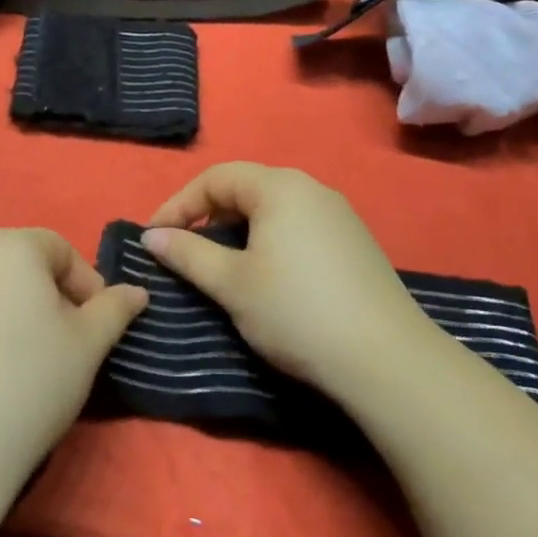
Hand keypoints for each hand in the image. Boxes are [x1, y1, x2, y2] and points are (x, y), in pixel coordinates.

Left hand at [0, 229, 146, 499]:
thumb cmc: (29, 384)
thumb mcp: (88, 345)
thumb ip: (114, 309)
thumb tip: (135, 291)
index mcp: (7, 246)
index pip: (60, 250)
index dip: (87, 285)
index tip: (97, 327)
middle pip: (20, 266)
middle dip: (49, 297)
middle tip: (66, 344)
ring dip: (13, 314)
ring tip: (25, 363)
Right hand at [143, 163, 431, 403]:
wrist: (385, 359)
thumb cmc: (295, 312)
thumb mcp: (232, 284)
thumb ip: (188, 253)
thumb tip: (152, 236)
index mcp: (280, 187)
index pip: (216, 178)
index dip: (178, 205)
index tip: (153, 239)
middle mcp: (312, 188)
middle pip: (247, 187)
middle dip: (208, 214)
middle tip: (183, 249)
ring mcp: (340, 215)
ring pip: (274, 208)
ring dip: (239, 229)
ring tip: (220, 263)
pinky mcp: (356, 243)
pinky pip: (299, 226)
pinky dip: (270, 240)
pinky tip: (268, 275)